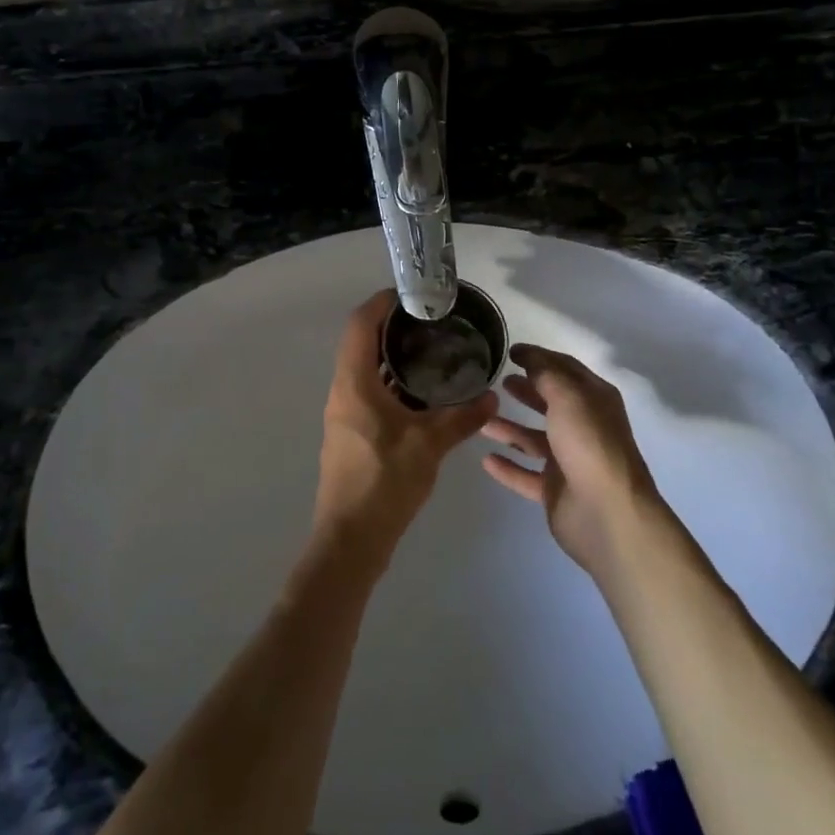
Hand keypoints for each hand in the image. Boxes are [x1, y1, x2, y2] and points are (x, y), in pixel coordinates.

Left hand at [317, 291, 497, 565]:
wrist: (351, 540)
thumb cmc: (384, 482)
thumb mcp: (429, 446)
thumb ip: (461, 418)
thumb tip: (491, 396)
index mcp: (354, 384)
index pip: (360, 325)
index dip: (381, 303)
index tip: (410, 294)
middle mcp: (343, 392)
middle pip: (362, 344)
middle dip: (392, 328)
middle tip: (431, 321)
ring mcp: (345, 414)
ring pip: (366, 371)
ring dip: (393, 357)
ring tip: (432, 349)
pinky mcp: (352, 434)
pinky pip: (370, 393)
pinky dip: (393, 383)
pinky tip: (423, 393)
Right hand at [479, 344, 662, 575]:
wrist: (608, 514)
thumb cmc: (589, 444)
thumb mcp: (568, 396)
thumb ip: (545, 373)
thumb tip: (527, 356)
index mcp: (594, 400)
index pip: (565, 369)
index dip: (538, 357)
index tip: (509, 352)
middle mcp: (584, 427)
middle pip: (550, 403)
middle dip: (526, 390)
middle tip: (497, 382)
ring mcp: (570, 461)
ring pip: (534, 439)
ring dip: (510, 429)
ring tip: (481, 420)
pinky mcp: (555, 491)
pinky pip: (526, 474)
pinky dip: (508, 467)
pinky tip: (485, 460)